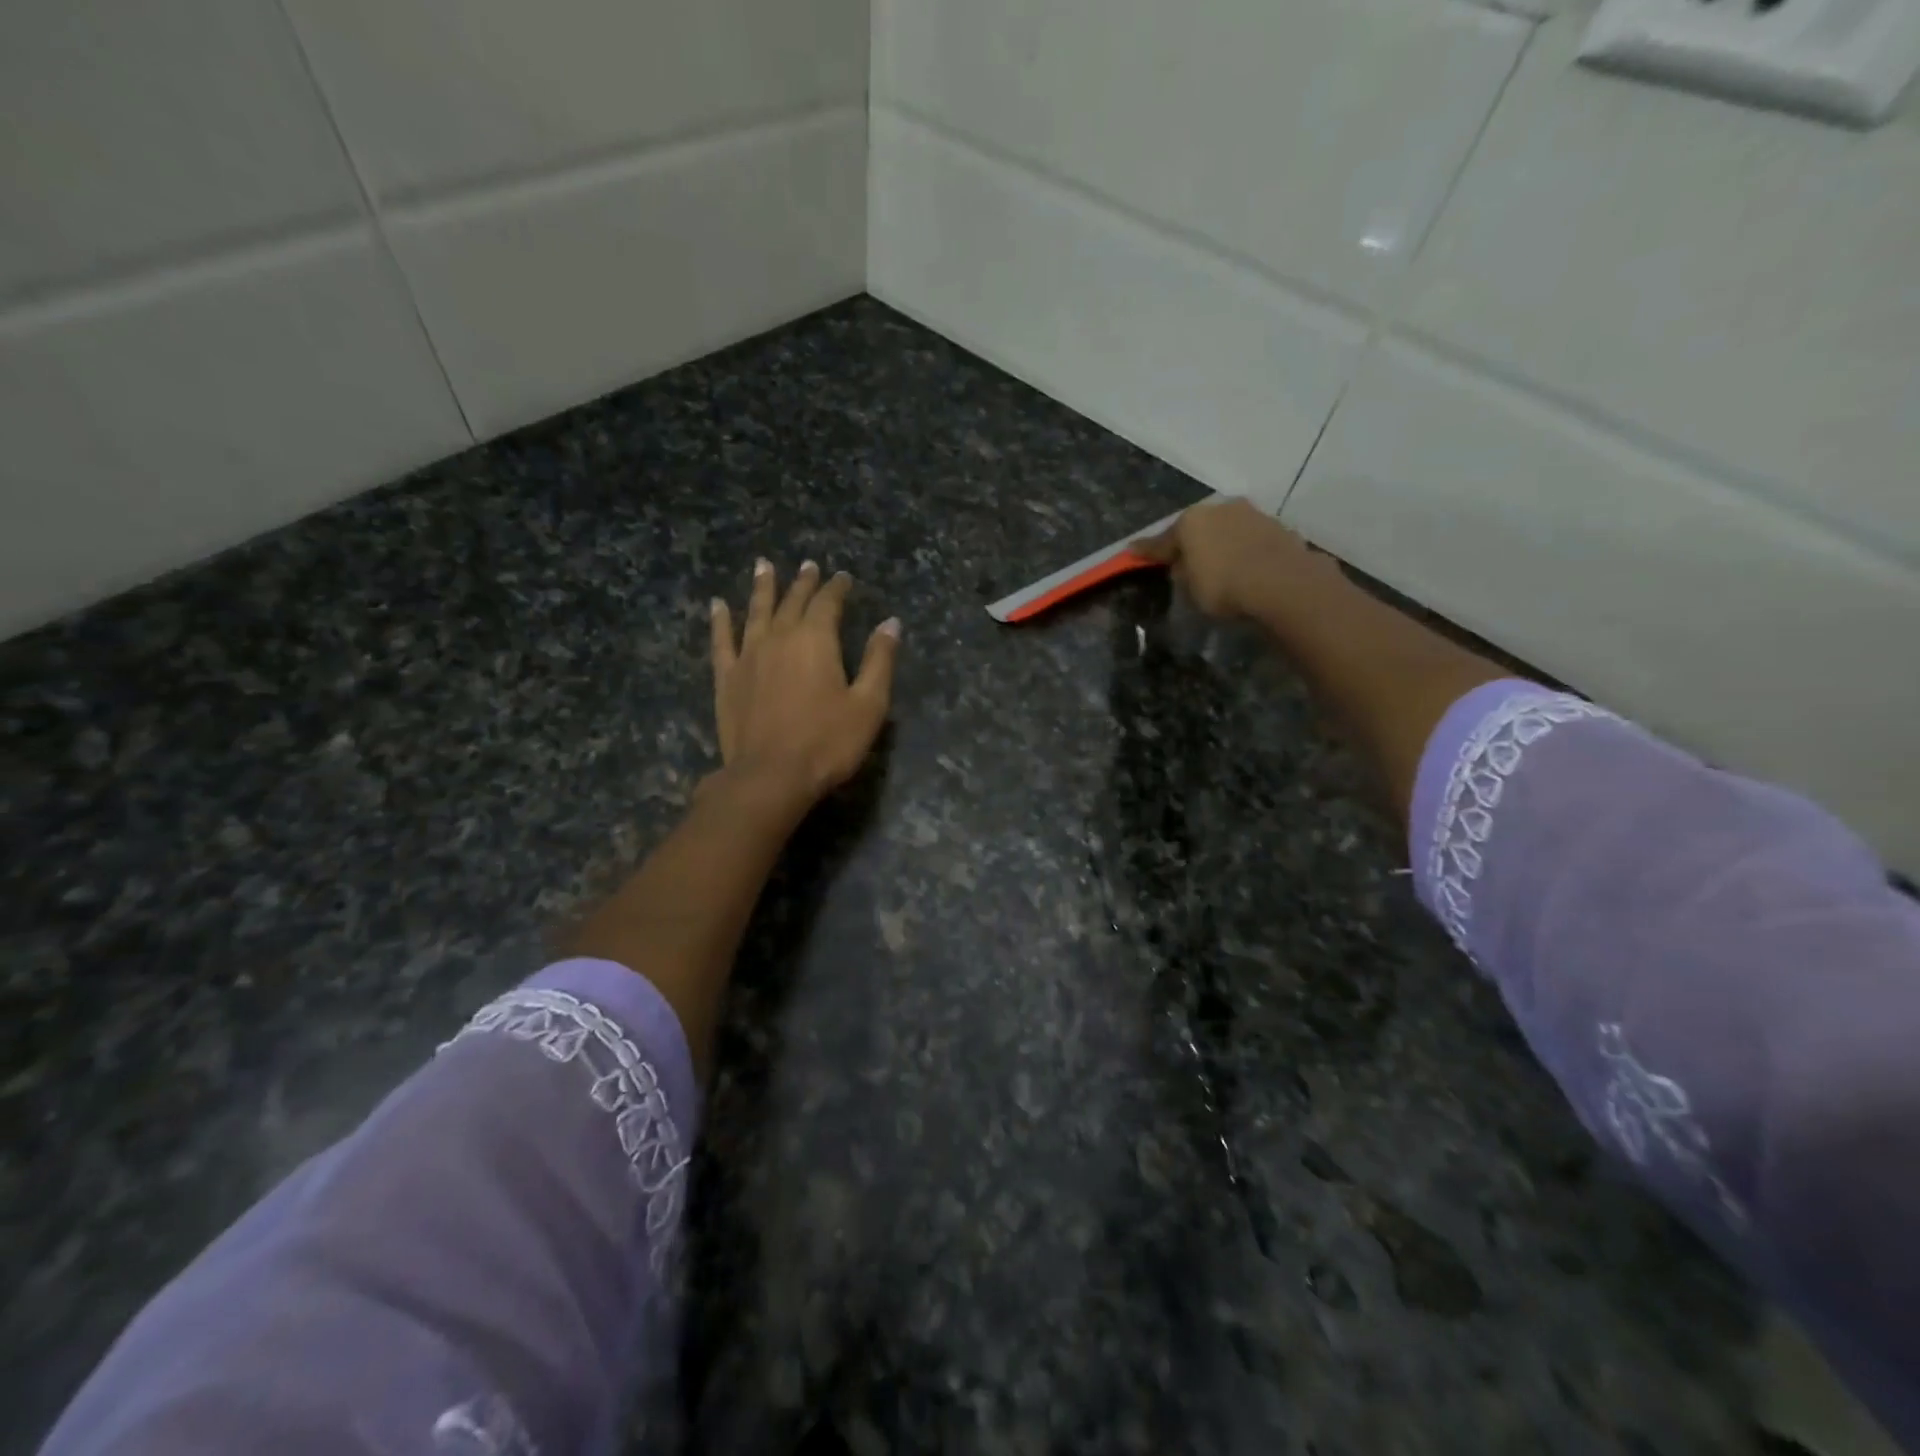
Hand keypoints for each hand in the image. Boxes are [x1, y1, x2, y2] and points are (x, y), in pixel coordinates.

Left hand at [709, 559, 899, 810]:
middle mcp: (780, 637)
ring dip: (762, 587)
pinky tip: (717, 605)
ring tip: (764, 566)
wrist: (770, 776)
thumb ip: (880, 660)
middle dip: (803, 582)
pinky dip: (720, 621)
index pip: (828, 602)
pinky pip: (722, 640)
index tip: (843, 577)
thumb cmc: (827, 743)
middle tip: (809, 566)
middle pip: (792, 601)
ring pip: (755, 611)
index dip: (837, 587)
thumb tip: (891, 623)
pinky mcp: (727, 678)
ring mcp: (749, 656)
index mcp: (817, 640)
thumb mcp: (868, 704)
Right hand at [1134, 497, 1331, 618]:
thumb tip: (1181, 565)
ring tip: (1220, 565)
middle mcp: (1220, 509)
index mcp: (1191, 520)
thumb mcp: (1190, 588)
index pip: (1163, 539)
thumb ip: (1181, 572)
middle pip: (1198, 528)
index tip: (1133, 551)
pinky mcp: (1278, 527)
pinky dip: (1244, 550)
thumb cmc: (1224, 586)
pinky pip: (1250, 539)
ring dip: (1221, 544)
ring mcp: (1252, 514)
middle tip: (1185, 562)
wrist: (1283, 583)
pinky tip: (1246, 566)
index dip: (1148, 550)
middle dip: (1191, 543)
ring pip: (1227, 529)